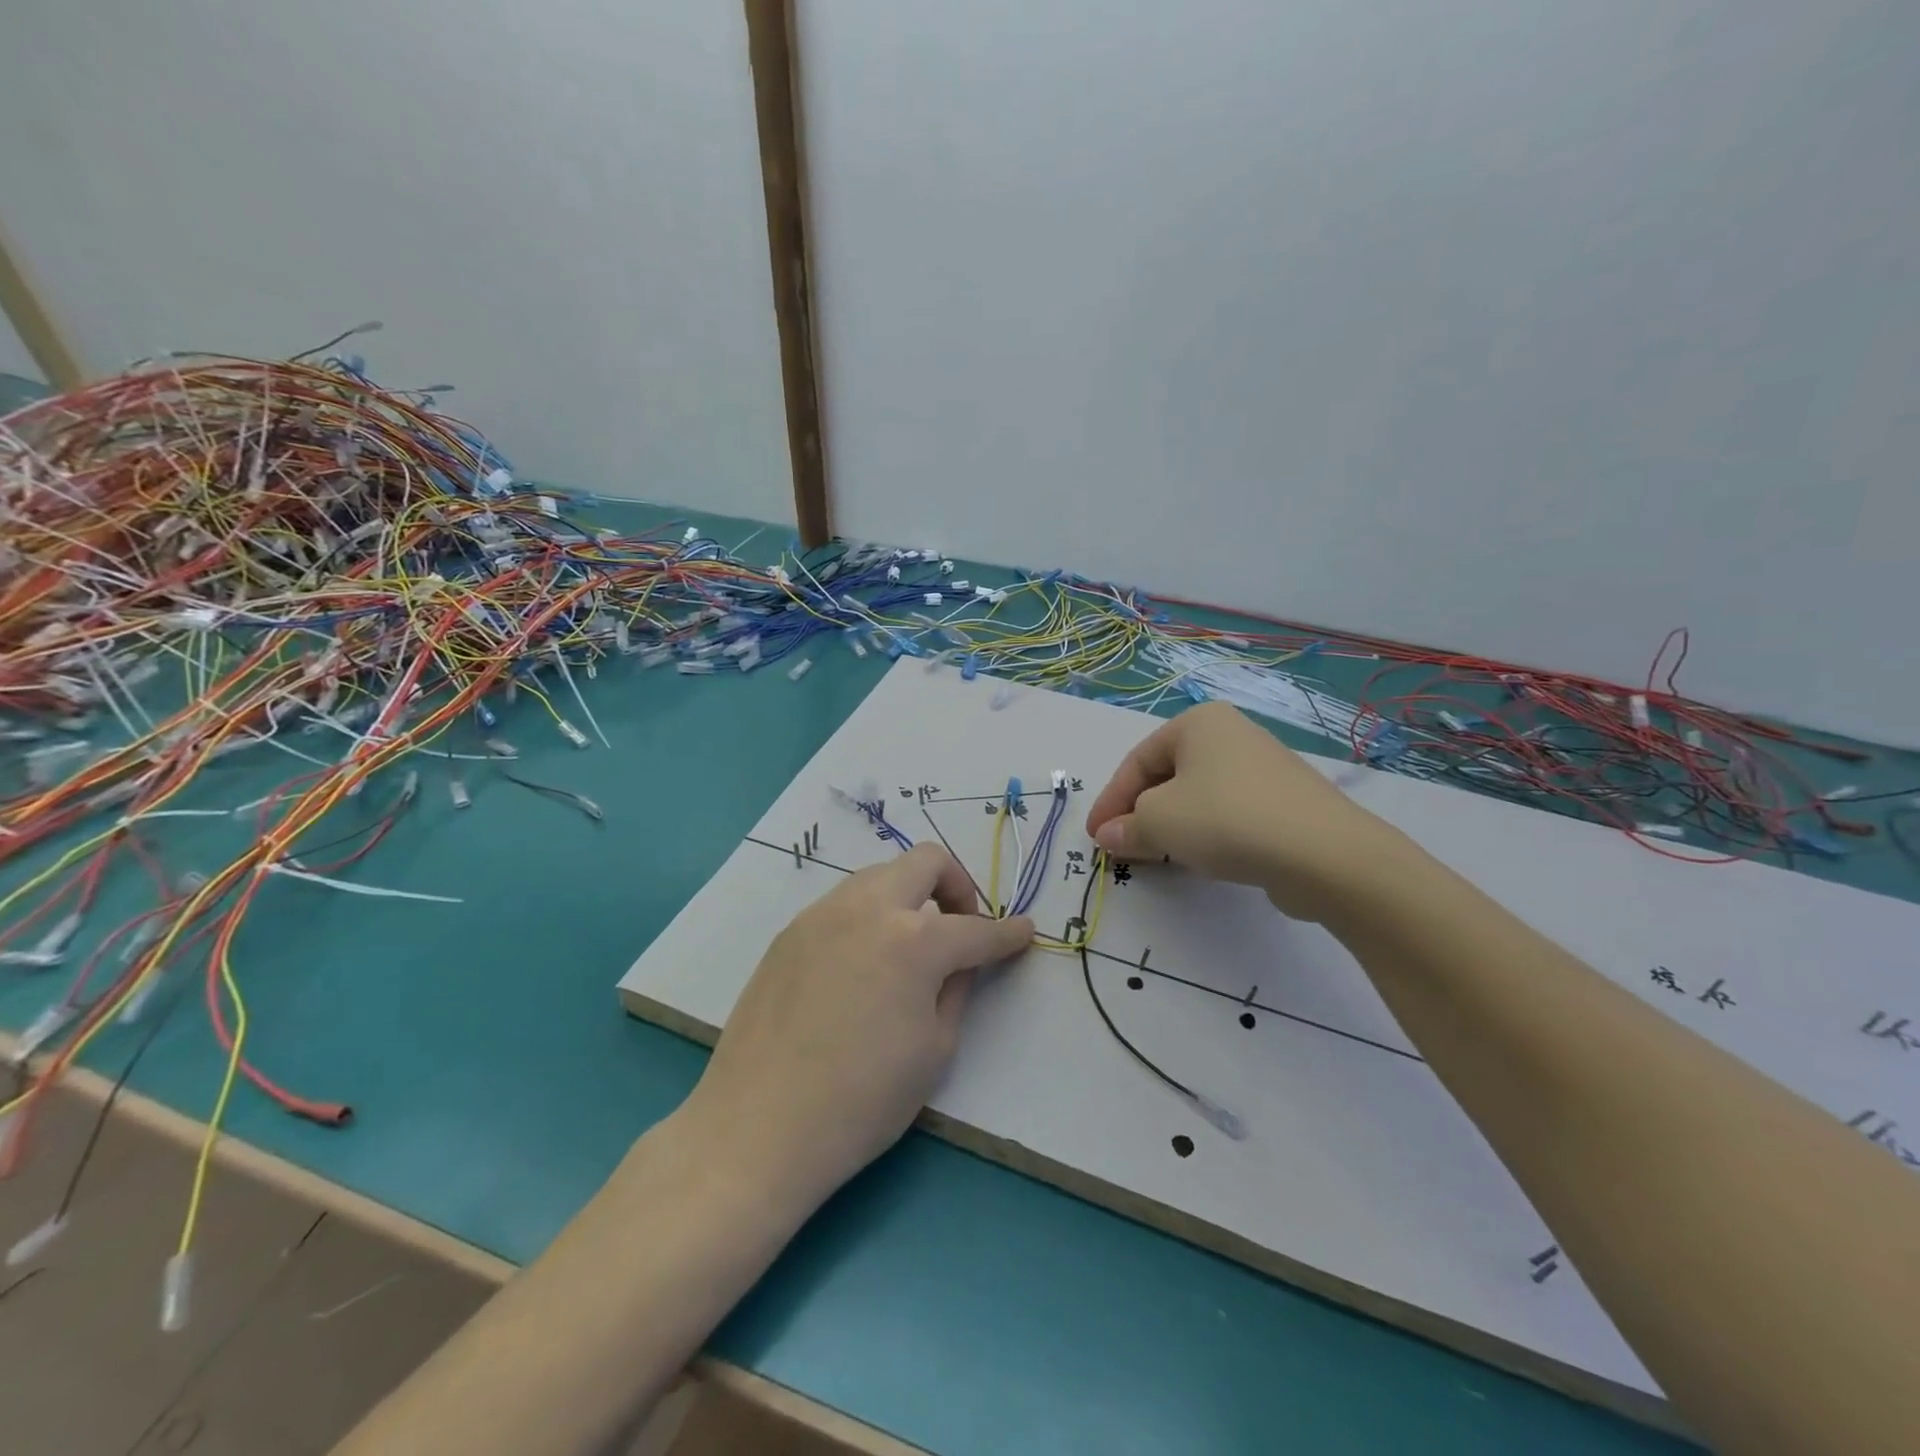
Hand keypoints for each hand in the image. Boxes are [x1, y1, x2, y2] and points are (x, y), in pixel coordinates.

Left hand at [684, 843, 1034, 1215]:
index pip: (976, 928)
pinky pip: (843, 904)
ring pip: (879, 875)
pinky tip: (863, 964)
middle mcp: (868, 909)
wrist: (758, 1127)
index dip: (1007, 933)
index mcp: (914, 941)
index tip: (1024, 932)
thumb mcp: (934, 1050)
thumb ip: (956, 989)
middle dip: (956, 884)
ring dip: (908, 896)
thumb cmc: (861, 1100)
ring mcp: (822, 914)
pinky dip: (869, 916)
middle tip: (960, 925)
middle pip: (925, 861)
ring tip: (910, 946)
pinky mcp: (790, 932)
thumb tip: (961, 962)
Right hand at [1084, 701, 1396, 920]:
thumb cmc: (1226, 820)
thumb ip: (1126, 827)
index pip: (1137, 761)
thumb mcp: (1159, 822)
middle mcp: (1231, 734)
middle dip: (1139, 812)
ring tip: (1157, 855)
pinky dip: (1206, 832)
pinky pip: (1228, 811)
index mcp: (1197, 722)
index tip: (1095, 836)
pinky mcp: (1284, 801)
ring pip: (1197, 795)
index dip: (1110, 800)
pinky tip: (1203, 858)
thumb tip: (1108, 835)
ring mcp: (1262, 767)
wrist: (1324, 854)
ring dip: (1170, 825)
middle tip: (1122, 846)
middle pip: (1167, 776)